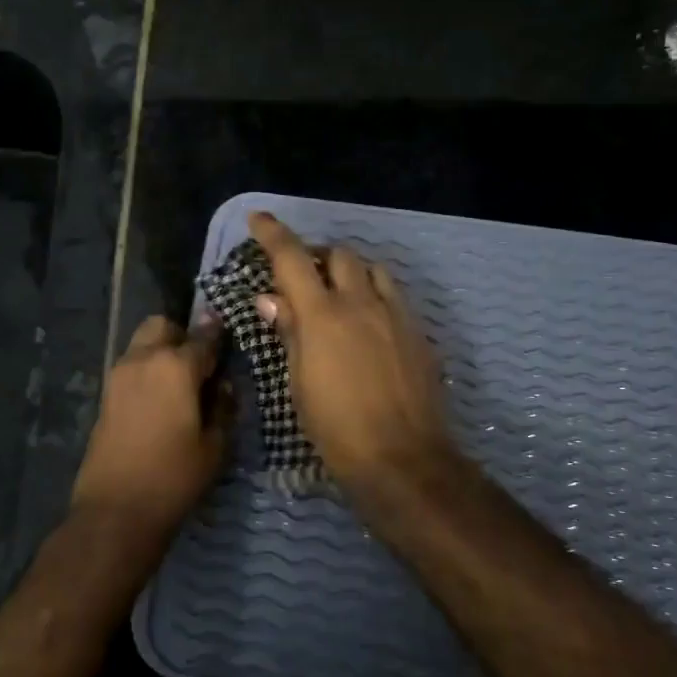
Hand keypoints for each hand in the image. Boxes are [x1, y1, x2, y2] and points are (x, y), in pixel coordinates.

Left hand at [70, 315, 233, 535]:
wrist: (115, 510)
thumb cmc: (173, 477)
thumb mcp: (215, 446)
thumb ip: (224, 407)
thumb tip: (224, 386)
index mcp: (175, 366)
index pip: (205, 336)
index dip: (221, 337)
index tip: (231, 341)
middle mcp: (143, 359)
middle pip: (163, 326)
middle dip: (183, 336)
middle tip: (201, 366)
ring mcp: (119, 375)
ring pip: (143, 343)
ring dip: (162, 352)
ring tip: (182, 386)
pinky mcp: (106, 395)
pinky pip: (132, 367)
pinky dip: (148, 371)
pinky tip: (162, 401)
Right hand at [249, 212, 457, 497]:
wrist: (402, 458)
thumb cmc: (336, 427)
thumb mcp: (299, 382)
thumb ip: (289, 332)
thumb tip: (271, 298)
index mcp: (323, 315)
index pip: (293, 258)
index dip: (273, 234)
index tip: (258, 218)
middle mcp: (362, 303)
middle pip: (341, 254)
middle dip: (319, 255)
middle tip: (303, 275)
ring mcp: (396, 316)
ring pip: (374, 270)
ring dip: (351, 271)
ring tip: (339, 293)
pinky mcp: (418, 333)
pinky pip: (394, 297)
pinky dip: (375, 295)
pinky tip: (368, 324)